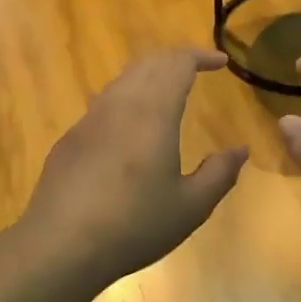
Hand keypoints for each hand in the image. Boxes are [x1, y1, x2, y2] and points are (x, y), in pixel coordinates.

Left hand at [17, 50, 247, 291]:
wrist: (60, 245)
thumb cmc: (134, 225)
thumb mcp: (190, 207)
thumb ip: (219, 174)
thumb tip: (240, 150)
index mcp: (153, 112)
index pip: (178, 64)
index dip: (201, 56)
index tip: (220, 61)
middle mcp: (119, 104)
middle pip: (148, 63)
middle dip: (175, 60)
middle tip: (197, 69)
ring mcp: (89, 120)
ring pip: (122, 80)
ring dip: (149, 77)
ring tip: (167, 93)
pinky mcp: (70, 139)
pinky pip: (104, 104)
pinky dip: (127, 99)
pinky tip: (131, 128)